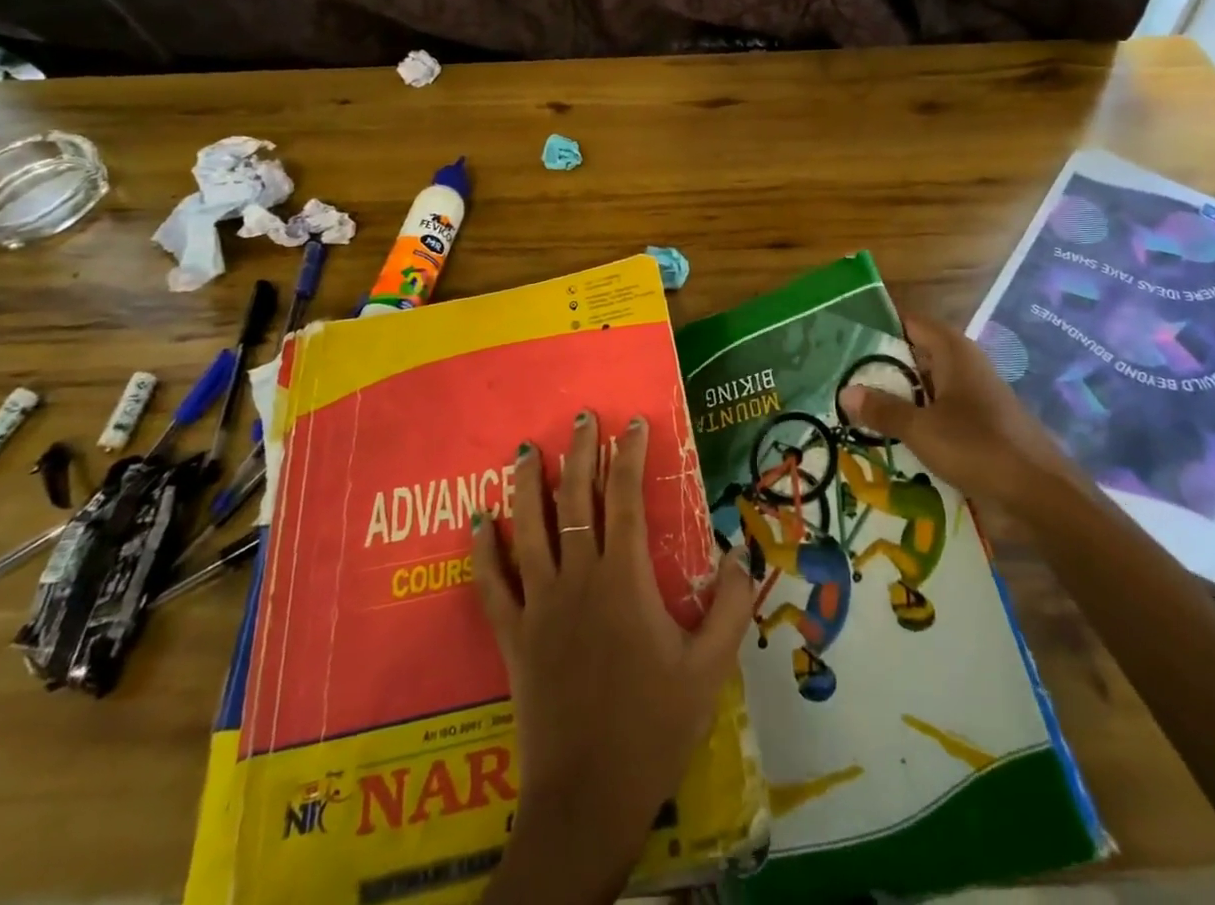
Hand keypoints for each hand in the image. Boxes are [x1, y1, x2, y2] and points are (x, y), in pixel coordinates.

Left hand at [472, 410, 753, 904]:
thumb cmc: (654, 727)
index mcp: (624, 581)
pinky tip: (478, 520)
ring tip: (525, 449)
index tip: (632, 423)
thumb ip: (728, 606)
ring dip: (527, 485)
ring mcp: (540, 606)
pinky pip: (493, 584)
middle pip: (575, 502)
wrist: (589, 797)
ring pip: (529, 530)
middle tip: (580, 417)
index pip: (626, 500)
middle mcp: (578, 580)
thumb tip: (736, 551)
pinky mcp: (514, 636)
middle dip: (579, 454)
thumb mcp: (709, 669)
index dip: (629, 456)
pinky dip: (484, 550)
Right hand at [839, 314, 1079, 535]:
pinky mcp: (980, 423)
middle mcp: (964, 365)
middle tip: (840, 378)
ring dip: (897, 397)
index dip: (878, 327)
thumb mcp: (921, 429)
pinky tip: (890, 437)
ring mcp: (974, 395)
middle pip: (915, 354)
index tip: (843, 339)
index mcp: (953, 351)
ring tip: (856, 409)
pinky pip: (939, 411)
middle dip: (881, 367)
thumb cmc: (978, 448)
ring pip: (926, 386)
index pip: (908, 323)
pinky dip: (916, 418)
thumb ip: (883, 409)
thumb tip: (845, 392)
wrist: (1041, 495)